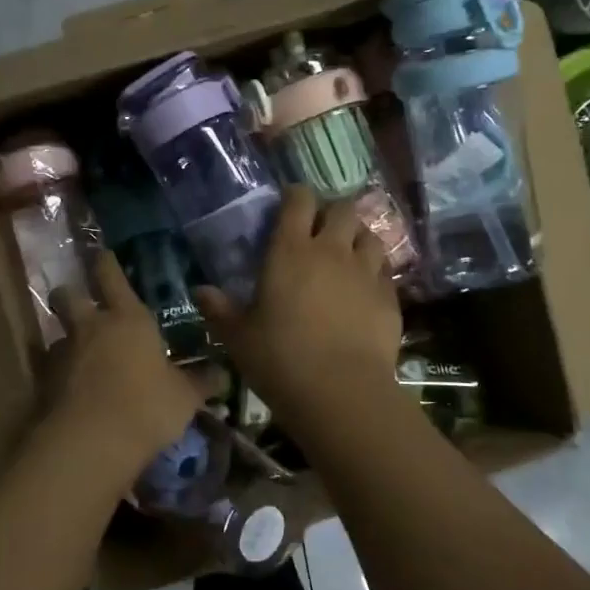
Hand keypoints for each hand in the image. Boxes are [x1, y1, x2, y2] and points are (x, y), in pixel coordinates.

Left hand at [38, 251, 200, 485]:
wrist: (91, 442)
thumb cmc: (147, 407)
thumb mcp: (184, 397)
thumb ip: (201, 382)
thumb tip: (222, 374)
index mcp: (128, 318)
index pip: (111, 275)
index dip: (107, 263)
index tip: (104, 256)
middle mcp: (91, 327)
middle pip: (67, 295)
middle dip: (71, 295)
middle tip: (83, 306)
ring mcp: (63, 353)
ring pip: (59, 334)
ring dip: (69, 341)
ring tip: (83, 360)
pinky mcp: (45, 382)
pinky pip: (51, 369)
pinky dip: (61, 375)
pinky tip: (74, 392)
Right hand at [197, 185, 402, 433]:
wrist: (341, 392)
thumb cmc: (280, 359)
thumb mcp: (238, 337)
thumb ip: (219, 309)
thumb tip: (200, 291)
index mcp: (290, 251)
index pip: (298, 200)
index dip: (295, 196)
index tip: (288, 205)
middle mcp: (331, 251)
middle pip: (341, 209)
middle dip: (331, 212)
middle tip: (319, 231)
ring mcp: (365, 272)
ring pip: (369, 235)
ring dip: (357, 238)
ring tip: (346, 254)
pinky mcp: (389, 297)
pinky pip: (384, 270)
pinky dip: (374, 270)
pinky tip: (364, 288)